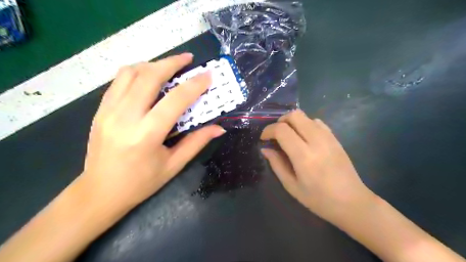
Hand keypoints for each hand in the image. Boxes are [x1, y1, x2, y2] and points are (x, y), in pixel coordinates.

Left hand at [80, 53, 225, 210]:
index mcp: (147, 134)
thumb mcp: (174, 165)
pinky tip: (148, 77)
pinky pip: (119, 81)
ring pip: (130, 72)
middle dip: (172, 62)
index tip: (208, 75)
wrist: (100, 192)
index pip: (175, 100)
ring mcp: (109, 110)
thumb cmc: (141, 182)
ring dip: (153, 64)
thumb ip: (197, 142)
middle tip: (188, 59)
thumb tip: (219, 128)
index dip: (194, 85)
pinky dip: (137, 72)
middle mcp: (125, 116)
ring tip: (169, 67)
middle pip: (149, 76)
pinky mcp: (101, 109)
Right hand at [261, 110, 375, 223]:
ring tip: (289, 136)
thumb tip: (265, 149)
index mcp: (304, 156)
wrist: (352, 202)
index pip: (282, 130)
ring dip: (292, 122)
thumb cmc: (319, 199)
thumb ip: (277, 164)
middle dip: (280, 121)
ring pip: (305, 116)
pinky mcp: (335, 138)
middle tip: (275, 134)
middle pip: (294, 115)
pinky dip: (305, 124)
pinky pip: (317, 122)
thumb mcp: (292, 186)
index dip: (268, 130)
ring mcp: (328, 137)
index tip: (264, 139)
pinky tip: (304, 138)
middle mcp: (317, 141)